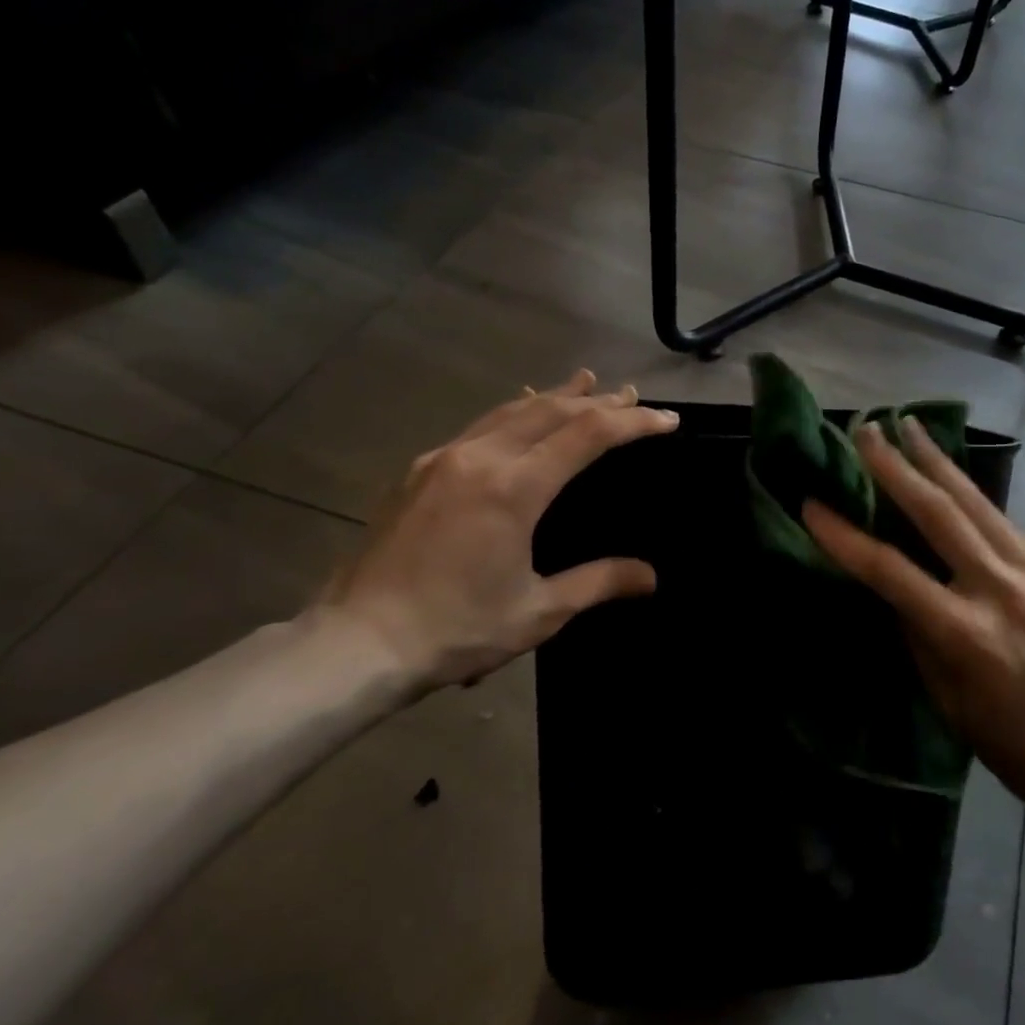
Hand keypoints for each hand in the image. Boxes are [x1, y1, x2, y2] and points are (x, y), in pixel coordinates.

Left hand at [316, 370, 678, 692]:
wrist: (357, 642)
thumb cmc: (456, 629)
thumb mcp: (539, 611)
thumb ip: (598, 583)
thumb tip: (650, 576)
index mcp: (514, 488)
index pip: (587, 436)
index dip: (633, 424)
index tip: (667, 421)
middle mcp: (480, 458)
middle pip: (551, 411)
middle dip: (597, 402)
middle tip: (632, 396)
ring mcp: (444, 459)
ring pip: (511, 410)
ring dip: (554, 396)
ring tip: (584, 382)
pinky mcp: (419, 471)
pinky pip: (478, 426)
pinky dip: (513, 412)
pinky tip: (518, 412)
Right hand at [803, 419, 1024, 824]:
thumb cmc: (1013, 743)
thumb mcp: (947, 699)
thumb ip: (917, 634)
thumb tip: (892, 586)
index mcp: (964, 633)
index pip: (890, 571)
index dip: (845, 536)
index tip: (813, 505)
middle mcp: (999, 589)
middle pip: (937, 514)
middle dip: (896, 467)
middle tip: (867, 430)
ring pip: (975, 503)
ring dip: (937, 461)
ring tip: (910, 425)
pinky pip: (1001, 522)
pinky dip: (969, 492)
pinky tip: (951, 474)